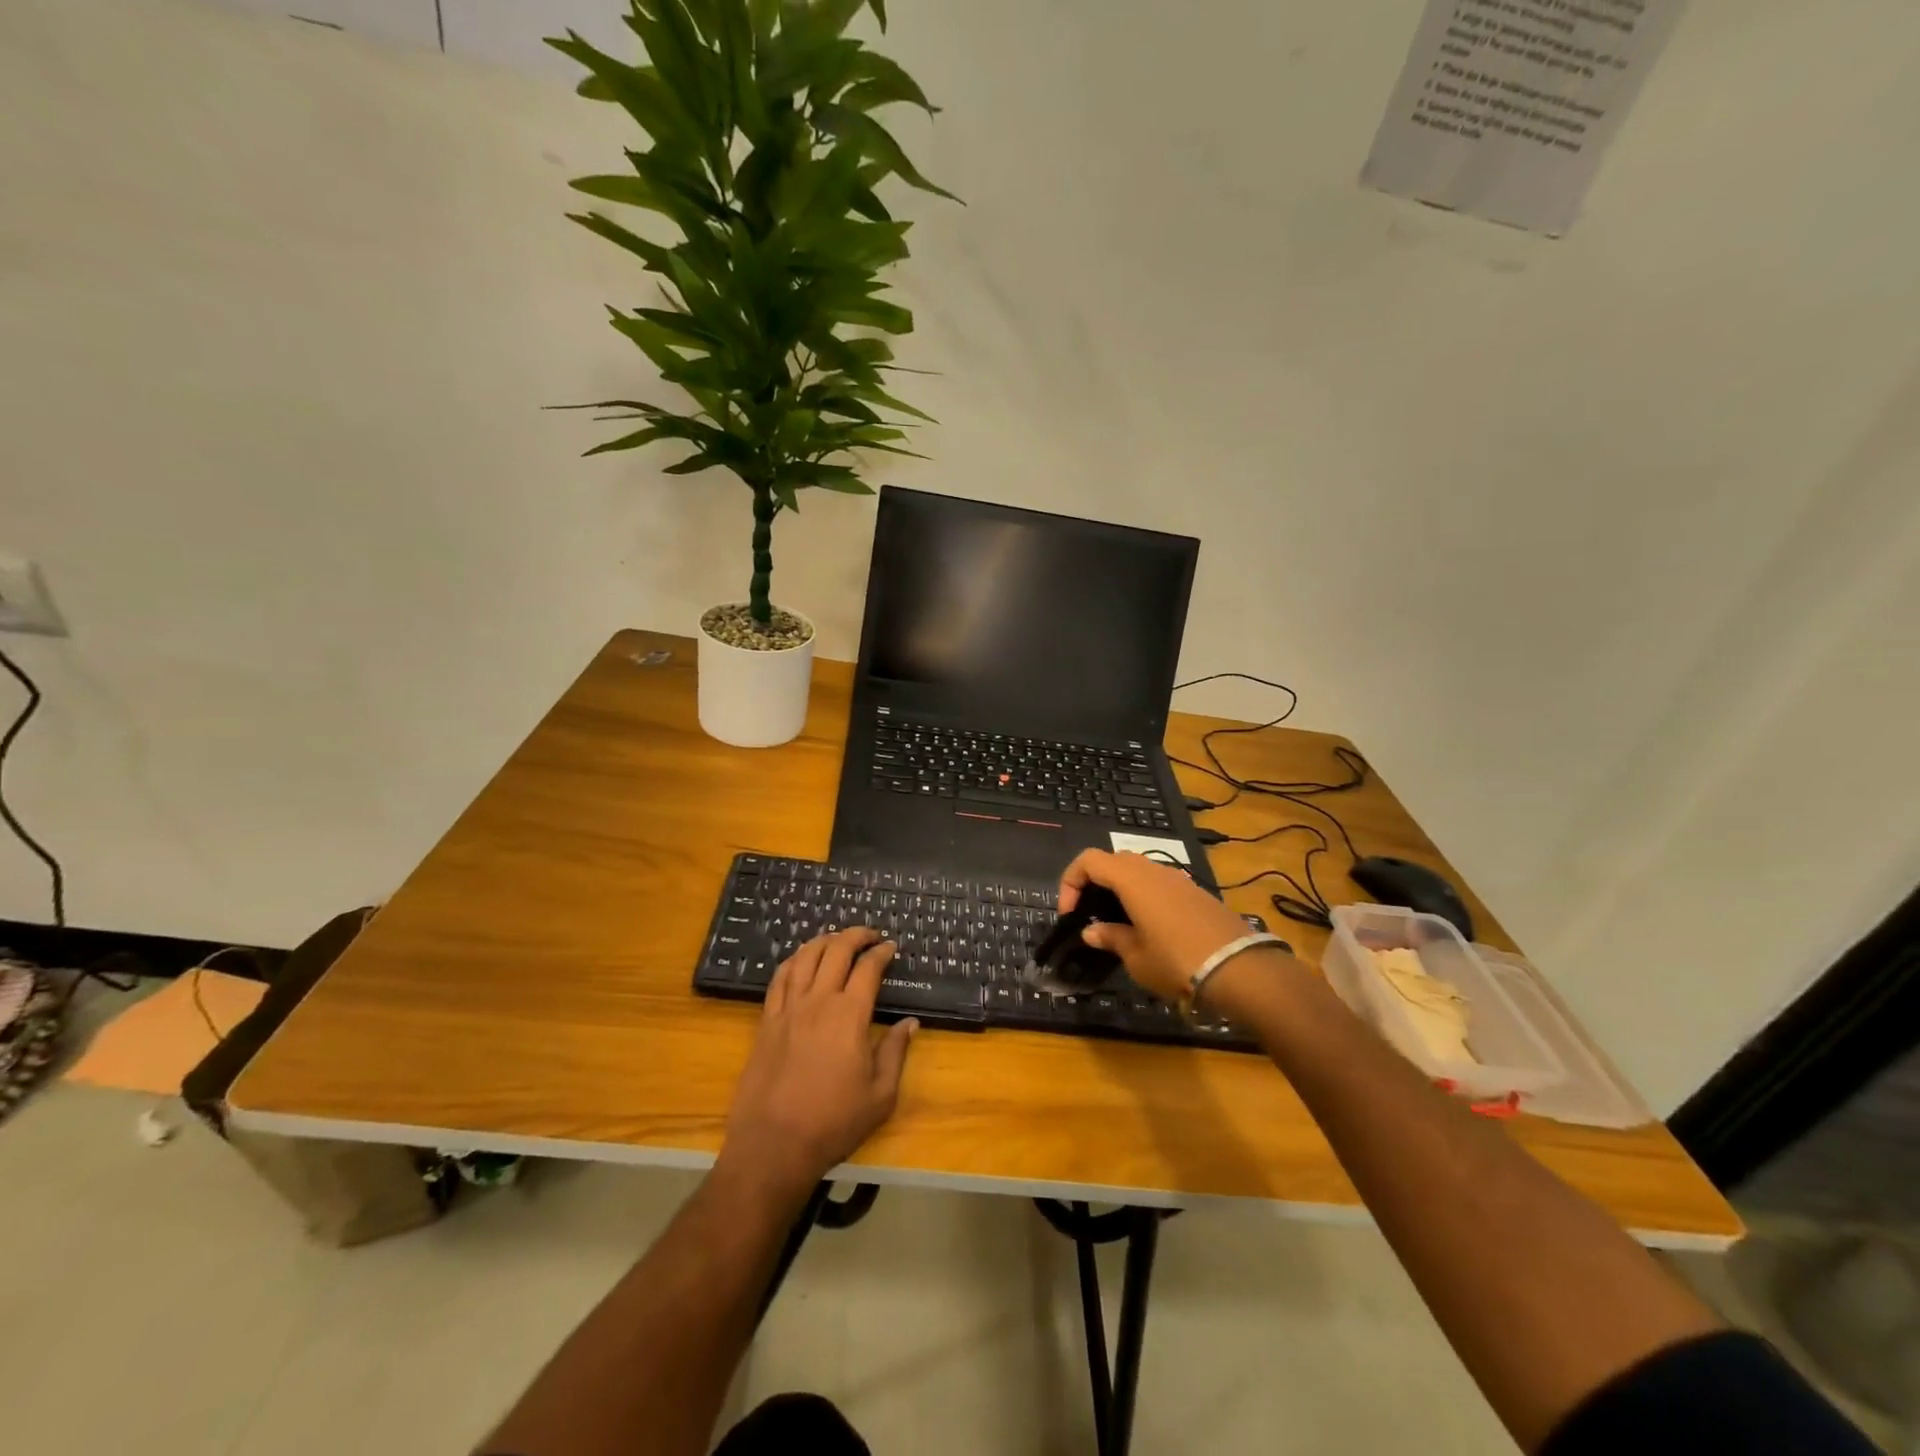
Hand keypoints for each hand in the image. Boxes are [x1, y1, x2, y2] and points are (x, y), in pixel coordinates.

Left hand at [721, 927, 916, 1198]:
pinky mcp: (767, 1021)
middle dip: (856, 935)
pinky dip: (794, 960)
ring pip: (805, 957)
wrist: (773, 1146)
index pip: (868, 968)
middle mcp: (818, 1001)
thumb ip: (895, 1053)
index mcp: (849, 1015)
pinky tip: (801, 959)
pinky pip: (779, 978)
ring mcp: (788, 1009)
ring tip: (837, 939)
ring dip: (824, 940)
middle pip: (836, 951)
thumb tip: (910, 1024)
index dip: (881, 952)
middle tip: (870, 935)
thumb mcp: (880, 1096)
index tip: (891, 947)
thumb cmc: (833, 1123)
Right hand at [1058, 850, 1266, 1002]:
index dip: (1071, 882)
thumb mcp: (1136, 956)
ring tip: (1117, 923)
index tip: (1070, 914)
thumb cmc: (1177, 961)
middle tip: (1090, 915)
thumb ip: (1111, 938)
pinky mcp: (1196, 893)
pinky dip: (1143, 897)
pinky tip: (1148, 928)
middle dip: (1094, 883)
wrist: (1240, 970)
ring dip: (1120, 889)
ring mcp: (1178, 879)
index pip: (1089, 860)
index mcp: (1131, 879)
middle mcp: (1153, 870)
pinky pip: (1159, 884)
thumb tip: (1091, 931)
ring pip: (1138, 871)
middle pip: (1113, 861)